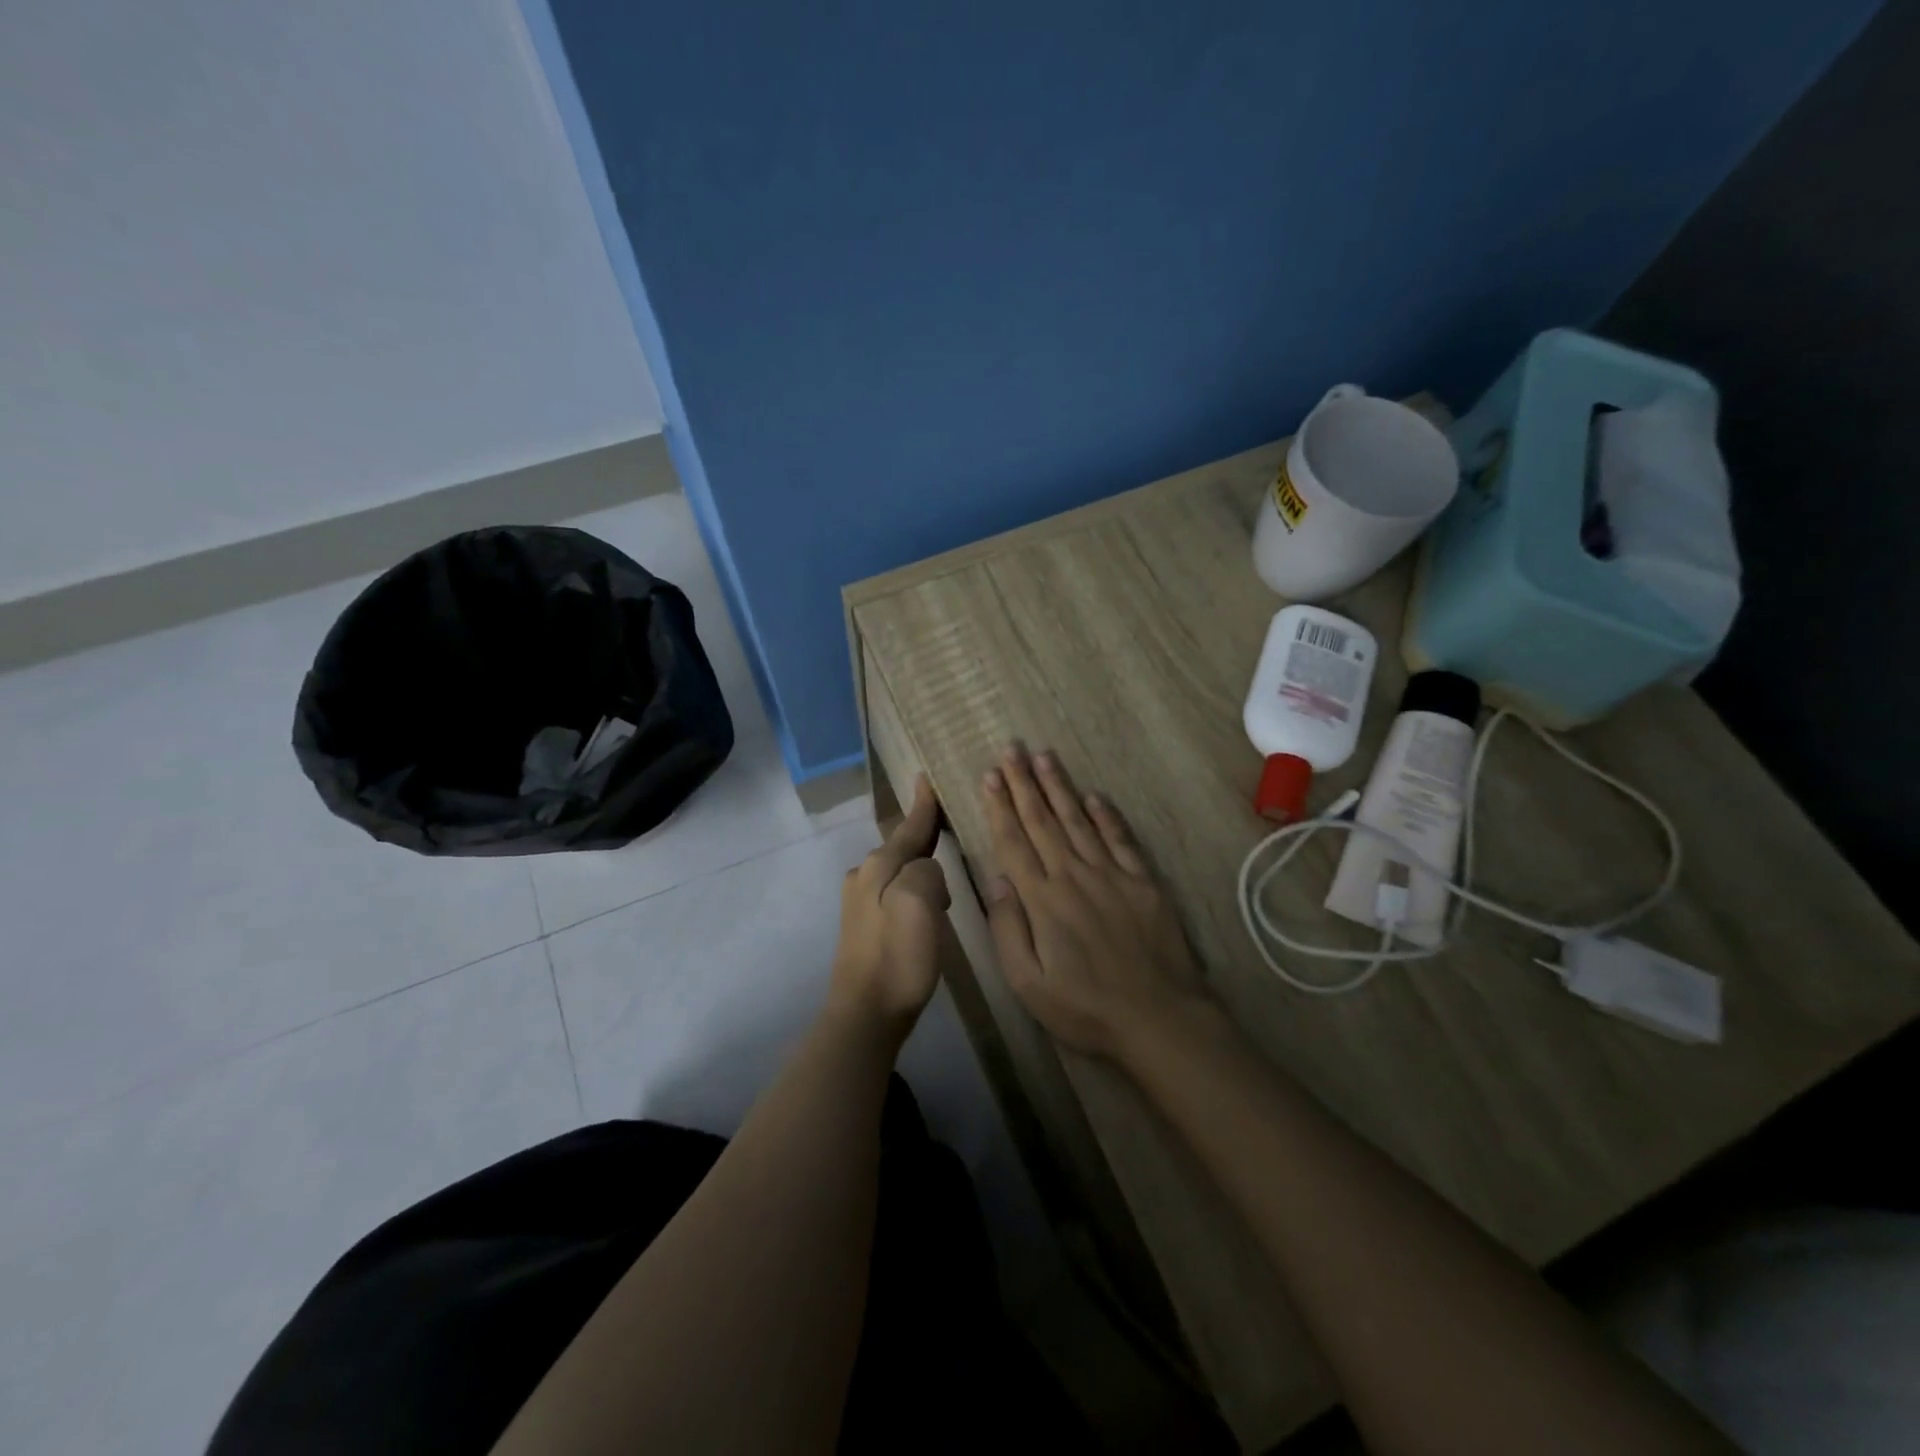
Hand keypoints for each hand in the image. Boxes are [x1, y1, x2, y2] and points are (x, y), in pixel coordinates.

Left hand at [829, 775, 950, 1038]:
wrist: (865, 1013)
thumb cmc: (898, 957)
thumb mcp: (920, 904)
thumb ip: (927, 872)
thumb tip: (929, 870)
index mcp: (879, 866)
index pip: (909, 828)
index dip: (923, 806)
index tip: (926, 778)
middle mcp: (864, 876)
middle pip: (901, 847)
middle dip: (924, 835)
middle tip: (948, 824)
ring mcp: (860, 903)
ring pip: (897, 870)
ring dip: (920, 865)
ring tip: (946, 869)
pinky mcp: (863, 927)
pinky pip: (894, 892)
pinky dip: (913, 888)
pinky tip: (928, 904)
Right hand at [980, 743, 1210, 1060]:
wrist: (1160, 1018)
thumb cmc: (1086, 1008)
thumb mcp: (1028, 984)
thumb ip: (1008, 928)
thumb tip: (996, 879)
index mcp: (1043, 900)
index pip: (1014, 842)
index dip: (1000, 806)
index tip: (989, 775)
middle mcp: (1074, 876)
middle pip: (1043, 821)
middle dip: (1024, 783)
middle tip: (1011, 749)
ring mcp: (1112, 875)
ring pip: (1078, 820)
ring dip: (1059, 786)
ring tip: (1044, 756)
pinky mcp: (1143, 881)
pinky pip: (1120, 839)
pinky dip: (1106, 815)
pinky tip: (1094, 796)